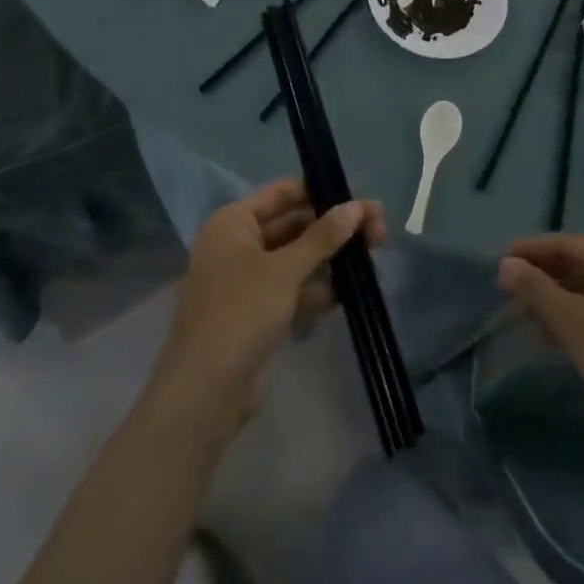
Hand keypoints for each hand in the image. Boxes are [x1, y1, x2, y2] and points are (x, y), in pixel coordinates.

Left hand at [151, 179, 383, 424]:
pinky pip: (291, 290)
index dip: (320, 191)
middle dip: (333, 228)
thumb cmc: (240, 313)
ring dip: (330, 259)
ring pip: (295, 260)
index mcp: (232, 222)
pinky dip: (316, 289)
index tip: (359, 199)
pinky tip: (350, 293)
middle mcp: (236, 245)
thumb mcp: (284, 270)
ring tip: (373, 261)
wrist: (204, 391)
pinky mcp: (255, 314)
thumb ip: (322, 237)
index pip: (281, 193)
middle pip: (292, 225)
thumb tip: (356, 207)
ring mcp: (245, 281)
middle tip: (378, 232)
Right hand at [497, 234, 583, 440]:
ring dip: (552, 296)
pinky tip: (548, 331)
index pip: (565, 243)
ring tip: (522, 311)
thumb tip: (505, 264)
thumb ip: (533, 287)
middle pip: (576, 262)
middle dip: (540, 274)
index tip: (500, 260)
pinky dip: (571, 312)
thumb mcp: (567, 320)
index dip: (530, 249)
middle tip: (507, 287)